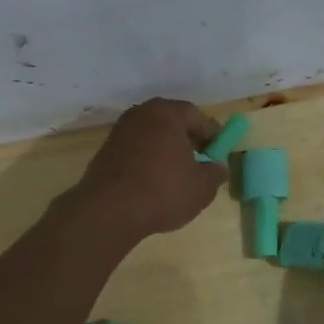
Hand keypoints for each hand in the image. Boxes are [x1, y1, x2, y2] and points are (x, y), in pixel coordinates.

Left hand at [68, 98, 227, 240]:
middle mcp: (141, 114)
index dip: (211, 133)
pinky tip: (154, 180)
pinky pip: (135, 149)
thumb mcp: (202, 187)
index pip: (196, 115)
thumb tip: (218, 167)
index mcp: (167, 113)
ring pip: (151, 135)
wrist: (109, 210)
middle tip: (199, 158)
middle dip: (187, 138)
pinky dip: (147, 159)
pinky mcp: (105, 151)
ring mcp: (119, 131)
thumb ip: (215, 173)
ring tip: (177, 172)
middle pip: (171, 121)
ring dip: (165, 149)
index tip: (219, 150)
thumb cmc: (163, 191)